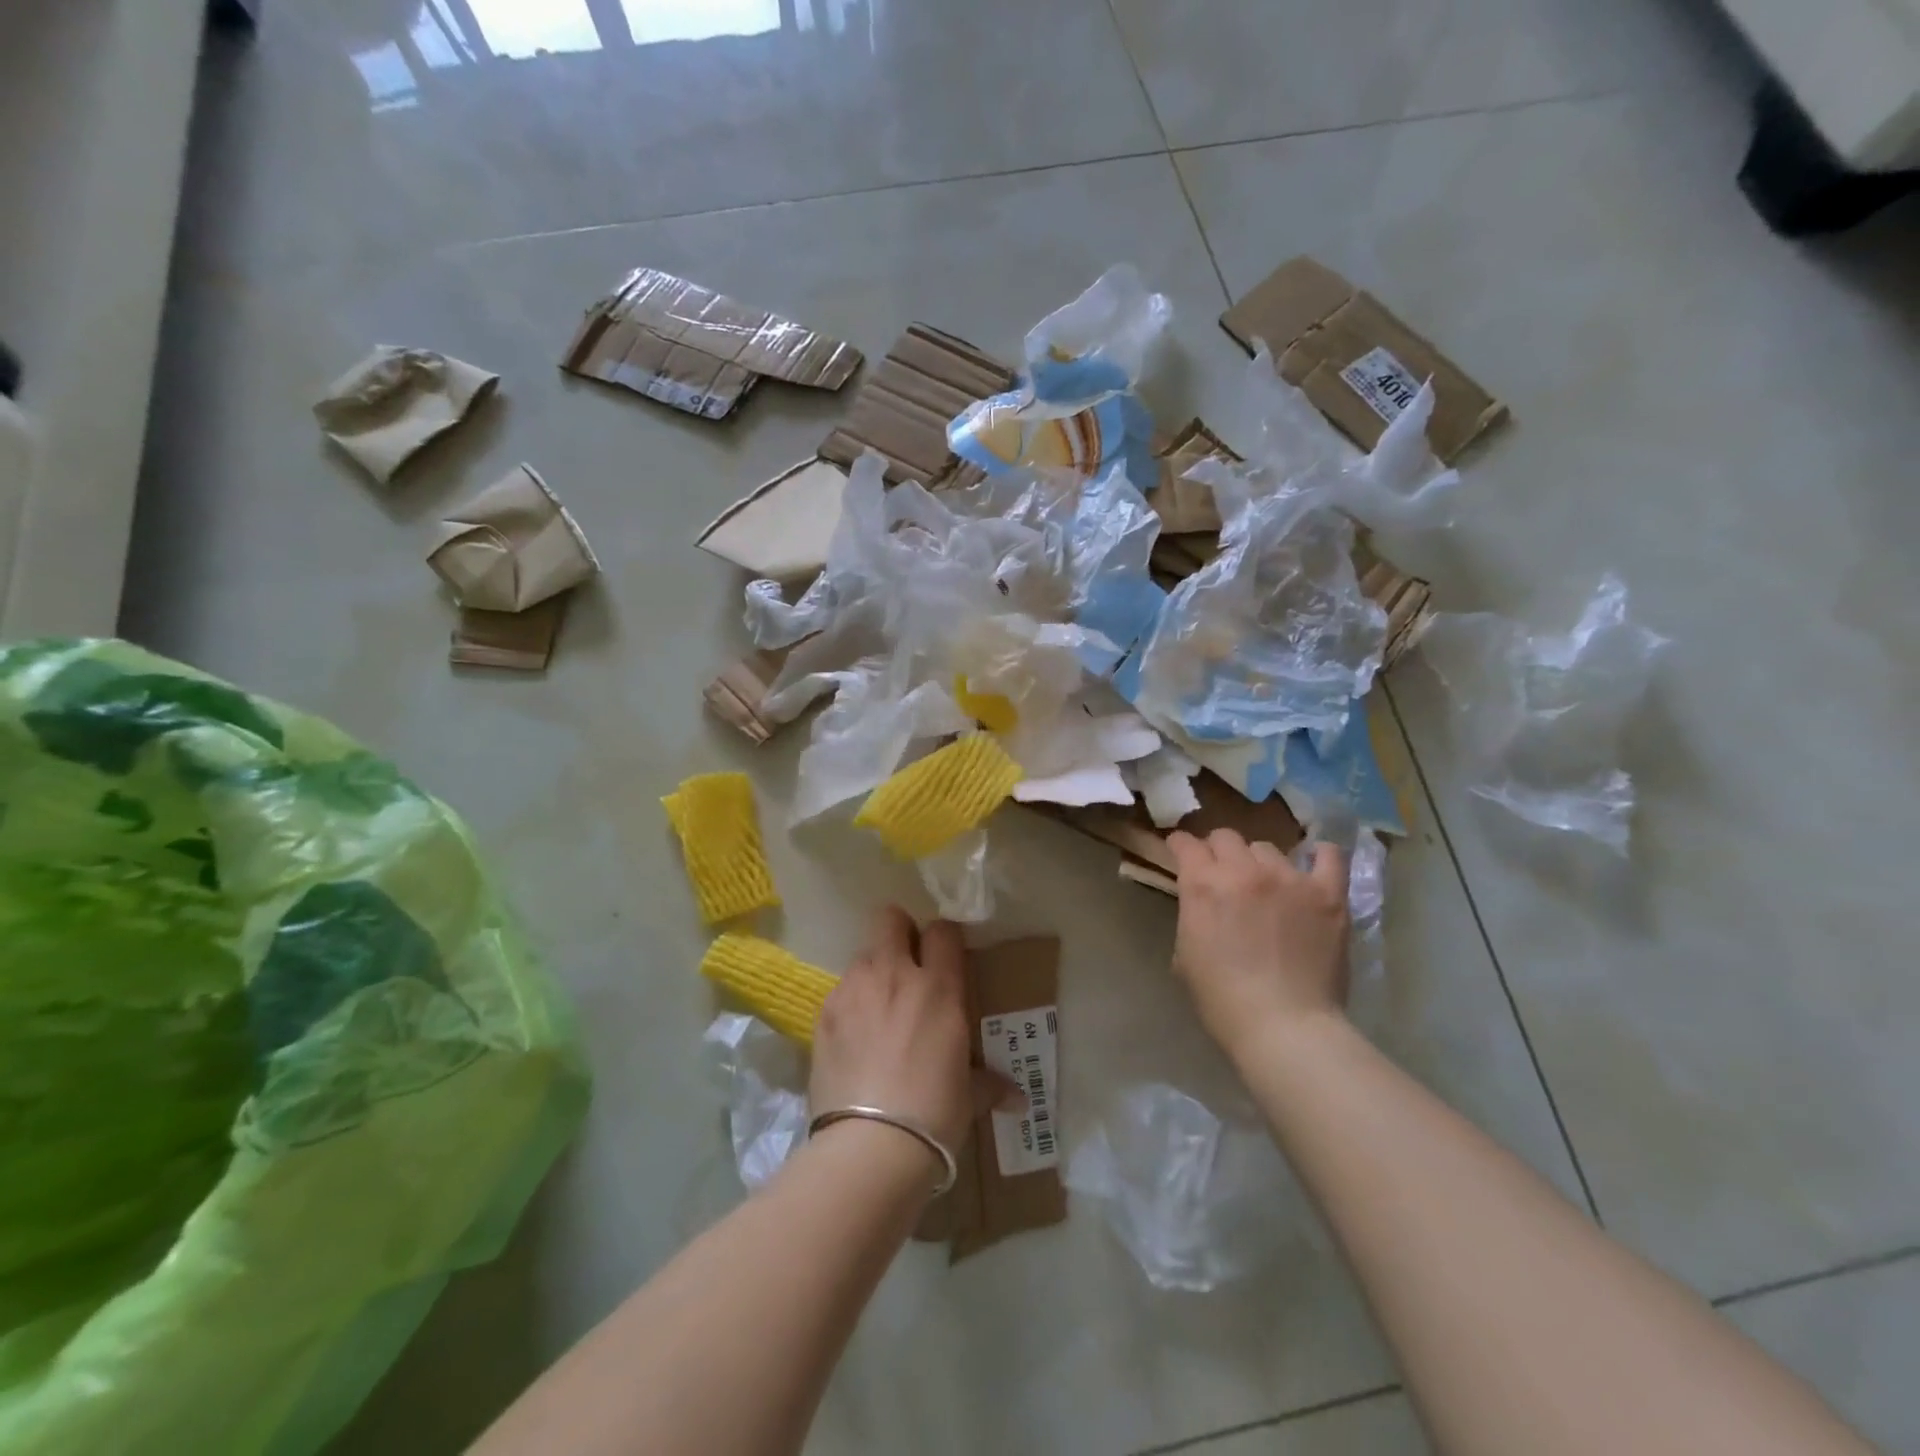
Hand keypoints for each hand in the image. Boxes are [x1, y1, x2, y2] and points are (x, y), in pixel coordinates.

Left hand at [811, 907, 991, 1158]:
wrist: (870, 1145)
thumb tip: (1019, 1099)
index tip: (945, 958)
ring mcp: (853, 990)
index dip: (944, 939)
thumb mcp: (969, 1096)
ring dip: (873, 972)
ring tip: (878, 1010)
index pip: (943, 930)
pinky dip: (850, 1005)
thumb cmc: (934, 1113)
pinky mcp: (824, 1013)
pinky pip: (840, 992)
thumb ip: (990, 1084)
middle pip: (890, 918)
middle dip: (899, 932)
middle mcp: (894, 974)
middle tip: (906, 965)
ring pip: (862, 955)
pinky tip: (854, 1039)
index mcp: (938, 987)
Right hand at [1167, 829, 1351, 1056]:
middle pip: (1226, 837)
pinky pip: (1330, 858)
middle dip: (1218, 851)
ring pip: (1268, 848)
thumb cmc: (1222, 999)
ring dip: (1259, 862)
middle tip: (1222, 872)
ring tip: (1267, 885)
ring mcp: (1289, 878)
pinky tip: (1316, 862)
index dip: (1180, 845)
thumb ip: (1193, 914)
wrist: (1283, 1026)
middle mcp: (1243, 870)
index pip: (1185, 844)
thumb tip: (1203, 905)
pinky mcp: (1327, 894)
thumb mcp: (1185, 953)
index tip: (1180, 851)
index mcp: (1202, 885)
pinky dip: (1321, 856)